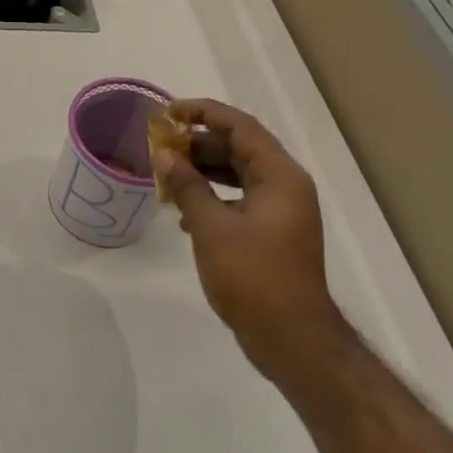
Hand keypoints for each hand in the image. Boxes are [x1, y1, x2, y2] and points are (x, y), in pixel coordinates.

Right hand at [154, 99, 345, 380]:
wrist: (291, 338)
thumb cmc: (253, 277)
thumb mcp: (212, 228)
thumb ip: (188, 186)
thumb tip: (165, 155)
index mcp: (280, 176)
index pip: (240, 127)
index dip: (203, 113)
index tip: (168, 113)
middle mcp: (286, 186)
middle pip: (240, 148)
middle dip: (199, 144)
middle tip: (160, 146)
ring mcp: (282, 211)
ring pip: (239, 174)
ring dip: (204, 170)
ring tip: (167, 173)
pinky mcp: (273, 233)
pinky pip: (241, 199)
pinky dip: (213, 196)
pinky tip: (184, 212)